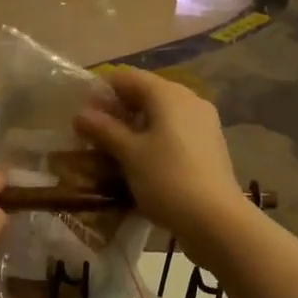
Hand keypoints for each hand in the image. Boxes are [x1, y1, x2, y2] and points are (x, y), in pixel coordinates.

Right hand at [72, 69, 246, 250]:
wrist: (216, 219)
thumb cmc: (167, 179)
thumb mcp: (129, 154)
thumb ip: (104, 130)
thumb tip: (80, 114)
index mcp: (168, 94)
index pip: (128, 77)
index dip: (102, 90)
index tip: (82, 112)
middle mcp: (190, 100)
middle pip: (146, 95)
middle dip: (118, 111)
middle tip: (94, 134)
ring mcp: (204, 123)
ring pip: (162, 116)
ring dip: (136, 128)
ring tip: (113, 151)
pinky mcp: (209, 146)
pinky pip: (175, 133)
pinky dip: (155, 140)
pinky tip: (141, 162)